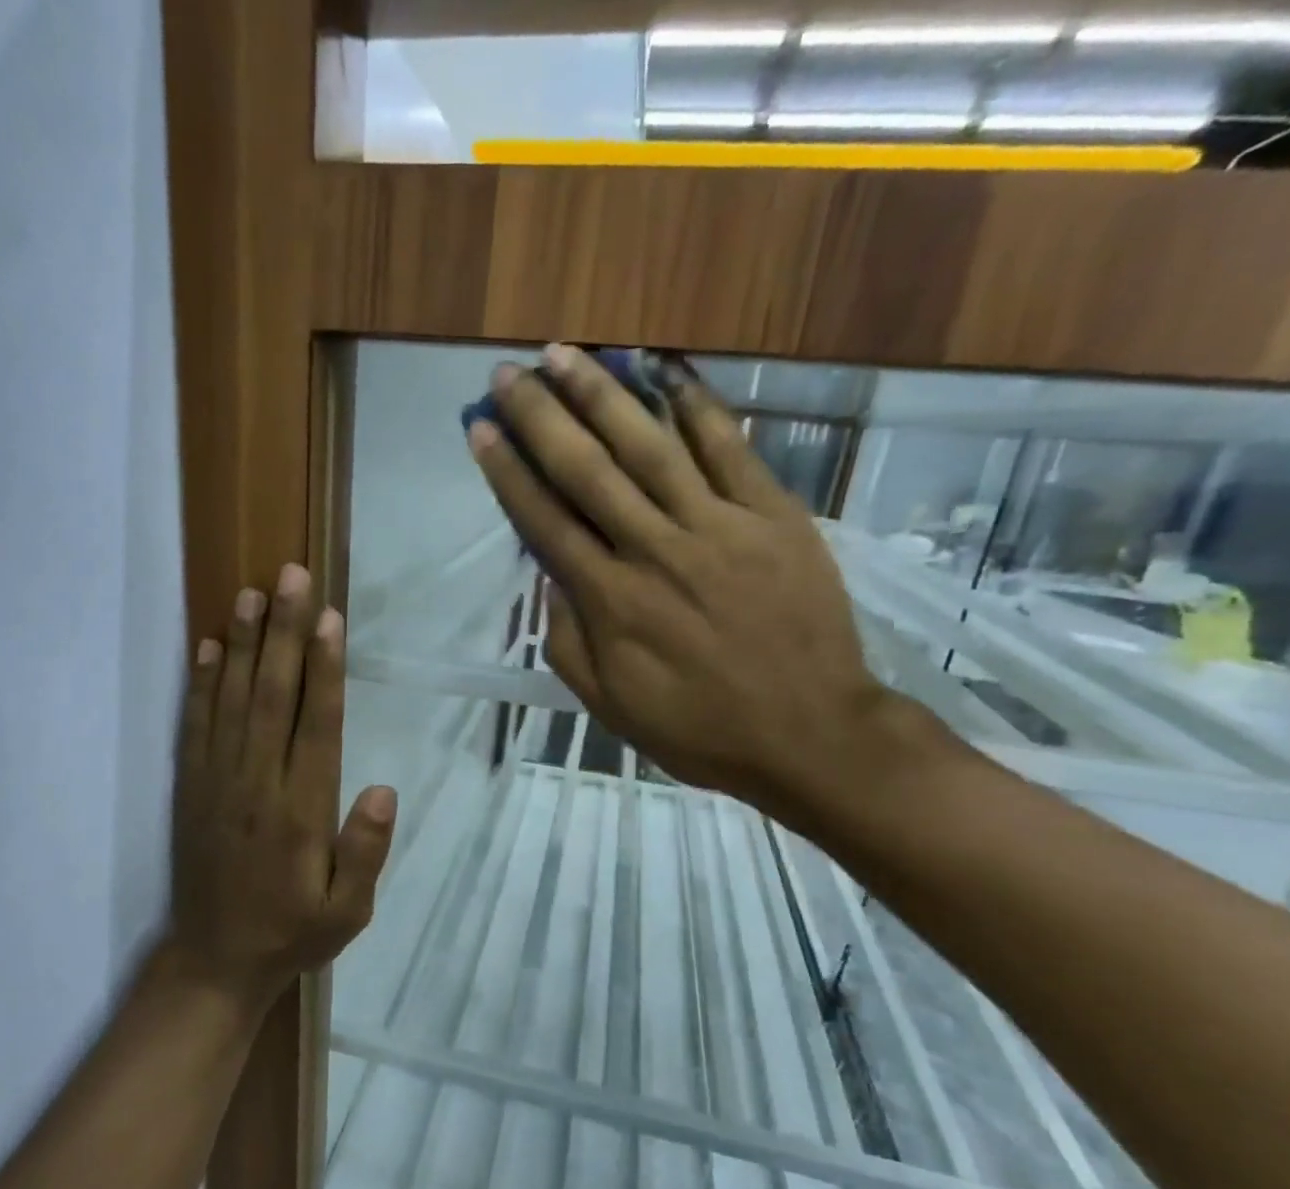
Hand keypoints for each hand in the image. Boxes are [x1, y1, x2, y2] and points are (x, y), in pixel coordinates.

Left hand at [167, 564, 397, 1009]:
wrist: (214, 962)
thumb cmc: (291, 933)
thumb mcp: (347, 912)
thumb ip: (365, 853)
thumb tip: (382, 790)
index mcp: (300, 812)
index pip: (316, 726)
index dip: (324, 669)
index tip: (328, 619)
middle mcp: (256, 785)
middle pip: (272, 696)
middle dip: (283, 633)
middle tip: (291, 577)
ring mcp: (217, 783)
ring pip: (230, 701)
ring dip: (241, 645)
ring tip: (250, 594)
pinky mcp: (190, 788)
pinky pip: (194, 726)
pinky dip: (200, 684)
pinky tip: (206, 647)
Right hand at [465, 345, 905, 830]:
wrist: (809, 734)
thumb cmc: (699, 729)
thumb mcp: (611, 705)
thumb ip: (569, 641)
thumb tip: (551, 578)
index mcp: (612, 602)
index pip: (546, 522)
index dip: (509, 473)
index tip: (480, 429)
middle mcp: (655, 550)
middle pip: (588, 471)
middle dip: (542, 418)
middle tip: (509, 373)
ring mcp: (719, 526)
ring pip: (650, 446)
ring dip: (602, 395)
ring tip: (567, 353)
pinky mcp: (773, 515)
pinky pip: (730, 448)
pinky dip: (697, 405)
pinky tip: (665, 370)